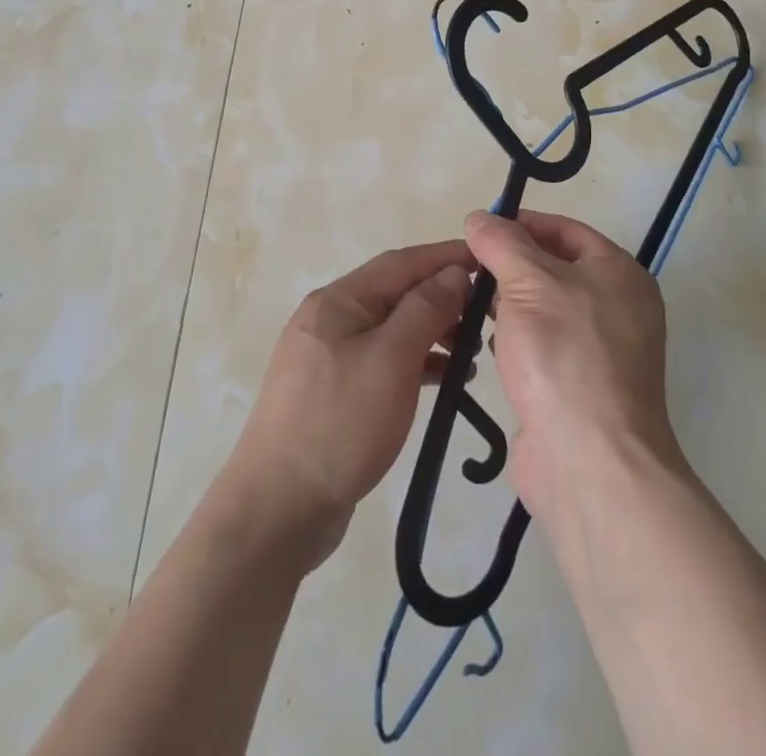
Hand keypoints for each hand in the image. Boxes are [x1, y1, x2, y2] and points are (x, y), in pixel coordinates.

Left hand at [227, 242, 474, 569]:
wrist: (278, 510)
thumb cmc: (340, 422)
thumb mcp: (391, 359)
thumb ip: (425, 309)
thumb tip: (452, 273)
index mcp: (339, 300)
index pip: (401, 262)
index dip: (445, 256)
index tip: (487, 259)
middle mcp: (331, 319)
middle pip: (396, 293)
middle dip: (442, 297)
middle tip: (487, 314)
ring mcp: (329, 357)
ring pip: (392, 329)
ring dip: (432, 332)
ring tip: (472, 352)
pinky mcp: (334, 392)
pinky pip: (383, 361)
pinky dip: (415, 363)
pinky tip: (443, 378)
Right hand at [464, 209, 683, 525]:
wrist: (589, 461)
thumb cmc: (562, 353)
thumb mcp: (527, 282)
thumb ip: (501, 243)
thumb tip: (480, 218)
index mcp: (618, 273)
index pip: (566, 230)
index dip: (523, 223)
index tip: (480, 229)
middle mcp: (618, 307)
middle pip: (555, 269)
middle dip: (510, 266)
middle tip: (467, 268)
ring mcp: (601, 352)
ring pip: (545, 310)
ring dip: (508, 305)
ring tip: (467, 304)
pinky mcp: (579, 388)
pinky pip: (543, 348)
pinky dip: (515, 341)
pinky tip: (487, 347)